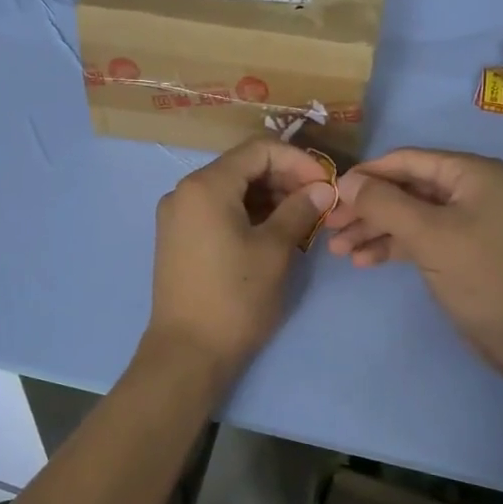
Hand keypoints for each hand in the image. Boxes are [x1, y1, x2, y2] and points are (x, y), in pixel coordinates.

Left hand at [146, 138, 335, 372]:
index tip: (325, 183)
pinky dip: (247, 213)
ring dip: (268, 197)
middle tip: (318, 202)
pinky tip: (274, 231)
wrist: (187, 353)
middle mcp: (184, 192)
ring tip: (302, 218)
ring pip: (230, 190)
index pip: (258, 150)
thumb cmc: (235, 297)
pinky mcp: (177, 238)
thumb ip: (299, 210)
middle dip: (284, 178)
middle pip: (242, 167)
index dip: (297, 161)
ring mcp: (177, 216)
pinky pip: (217, 210)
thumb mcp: (274, 250)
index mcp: (205, 186)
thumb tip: (322, 190)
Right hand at [322, 149, 502, 375]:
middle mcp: (467, 189)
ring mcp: (462, 219)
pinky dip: (390, 246)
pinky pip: (415, 237)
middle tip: (329, 226)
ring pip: (405, 215)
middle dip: (366, 208)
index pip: (407, 160)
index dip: (366, 174)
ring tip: (337, 250)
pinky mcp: (456, 248)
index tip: (330, 193)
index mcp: (470, 172)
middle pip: (403, 188)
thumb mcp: (428, 235)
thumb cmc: (479, 275)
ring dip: (372, 230)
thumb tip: (343, 181)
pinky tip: (362, 261)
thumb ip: (383, 204)